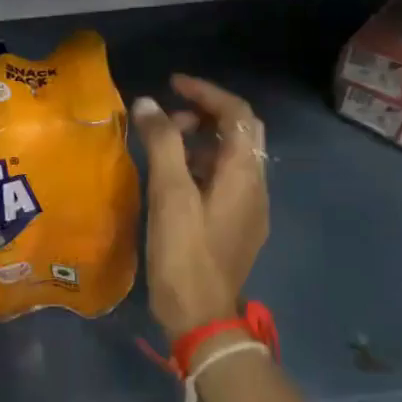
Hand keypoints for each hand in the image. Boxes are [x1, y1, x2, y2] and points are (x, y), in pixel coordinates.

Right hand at [132, 75, 268, 340]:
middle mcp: (255, 186)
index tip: (171, 85)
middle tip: (168, 118)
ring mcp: (249, 209)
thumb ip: (162, 143)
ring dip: (202, 140)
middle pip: (240, 133)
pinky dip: (201, 165)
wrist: (201, 317)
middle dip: (206, 115)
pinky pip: (224, 180)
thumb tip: (147, 103)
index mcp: (244, 174)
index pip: (237, 114)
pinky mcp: (236, 226)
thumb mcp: (170, 194)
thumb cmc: (185, 253)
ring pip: (231, 157)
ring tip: (164, 146)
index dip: (206, 92)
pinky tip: (173, 179)